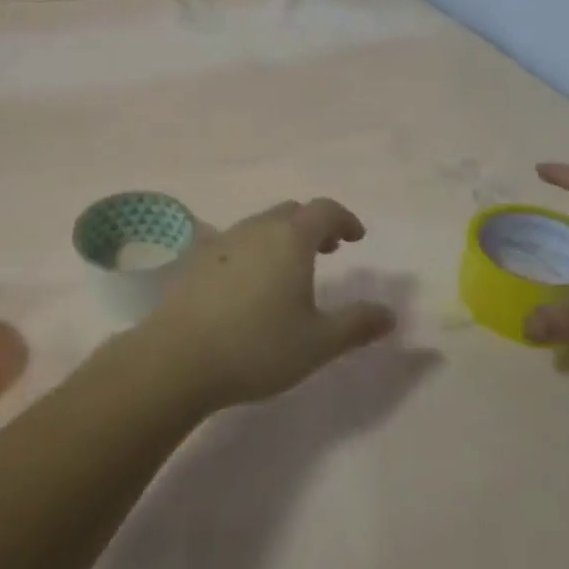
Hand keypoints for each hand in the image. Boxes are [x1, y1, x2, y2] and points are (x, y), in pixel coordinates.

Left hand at [138, 198, 396, 410]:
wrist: (178, 358)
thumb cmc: (257, 345)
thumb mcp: (318, 342)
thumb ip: (356, 325)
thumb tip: (390, 315)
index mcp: (290, 238)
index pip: (324, 210)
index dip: (344, 219)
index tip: (356, 238)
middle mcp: (256, 229)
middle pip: (291, 212)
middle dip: (314, 226)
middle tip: (329, 252)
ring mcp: (222, 241)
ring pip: (261, 226)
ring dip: (283, 238)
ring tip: (292, 271)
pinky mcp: (197, 261)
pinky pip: (236, 244)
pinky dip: (255, 252)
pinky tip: (252, 287)